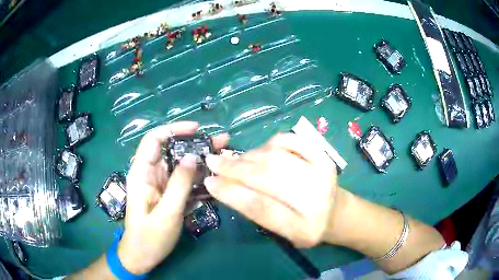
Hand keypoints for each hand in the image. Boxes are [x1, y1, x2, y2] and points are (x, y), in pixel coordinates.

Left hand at [118, 122, 228, 273]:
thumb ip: (179, 184)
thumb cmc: (150, 237)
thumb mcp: (166, 213)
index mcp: (141, 173)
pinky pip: (183, 180)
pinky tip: (213, 179)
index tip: (197, 129)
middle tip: (219, 142)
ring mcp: (159, 184)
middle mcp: (149, 174)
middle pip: (170, 150)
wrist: (142, 256)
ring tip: (222, 157)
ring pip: (179, 165)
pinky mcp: (167, 194)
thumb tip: (193, 157)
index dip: (173, 129)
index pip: (154, 139)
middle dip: (194, 144)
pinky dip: (197, 178)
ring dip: (199, 161)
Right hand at [204, 133, 336, 246]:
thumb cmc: (305, 228)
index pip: (260, 207)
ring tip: (234, 160)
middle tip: (212, 161)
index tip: (209, 181)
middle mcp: (316, 199)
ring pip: (274, 156)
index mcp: (303, 228)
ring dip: (248, 156)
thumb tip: (225, 184)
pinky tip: (260, 151)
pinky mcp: (323, 155)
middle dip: (234, 168)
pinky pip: (289, 140)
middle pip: (267, 176)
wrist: (337, 213)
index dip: (231, 193)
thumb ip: (256, 212)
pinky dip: (269, 143)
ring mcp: (322, 172)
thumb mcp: (281, 232)